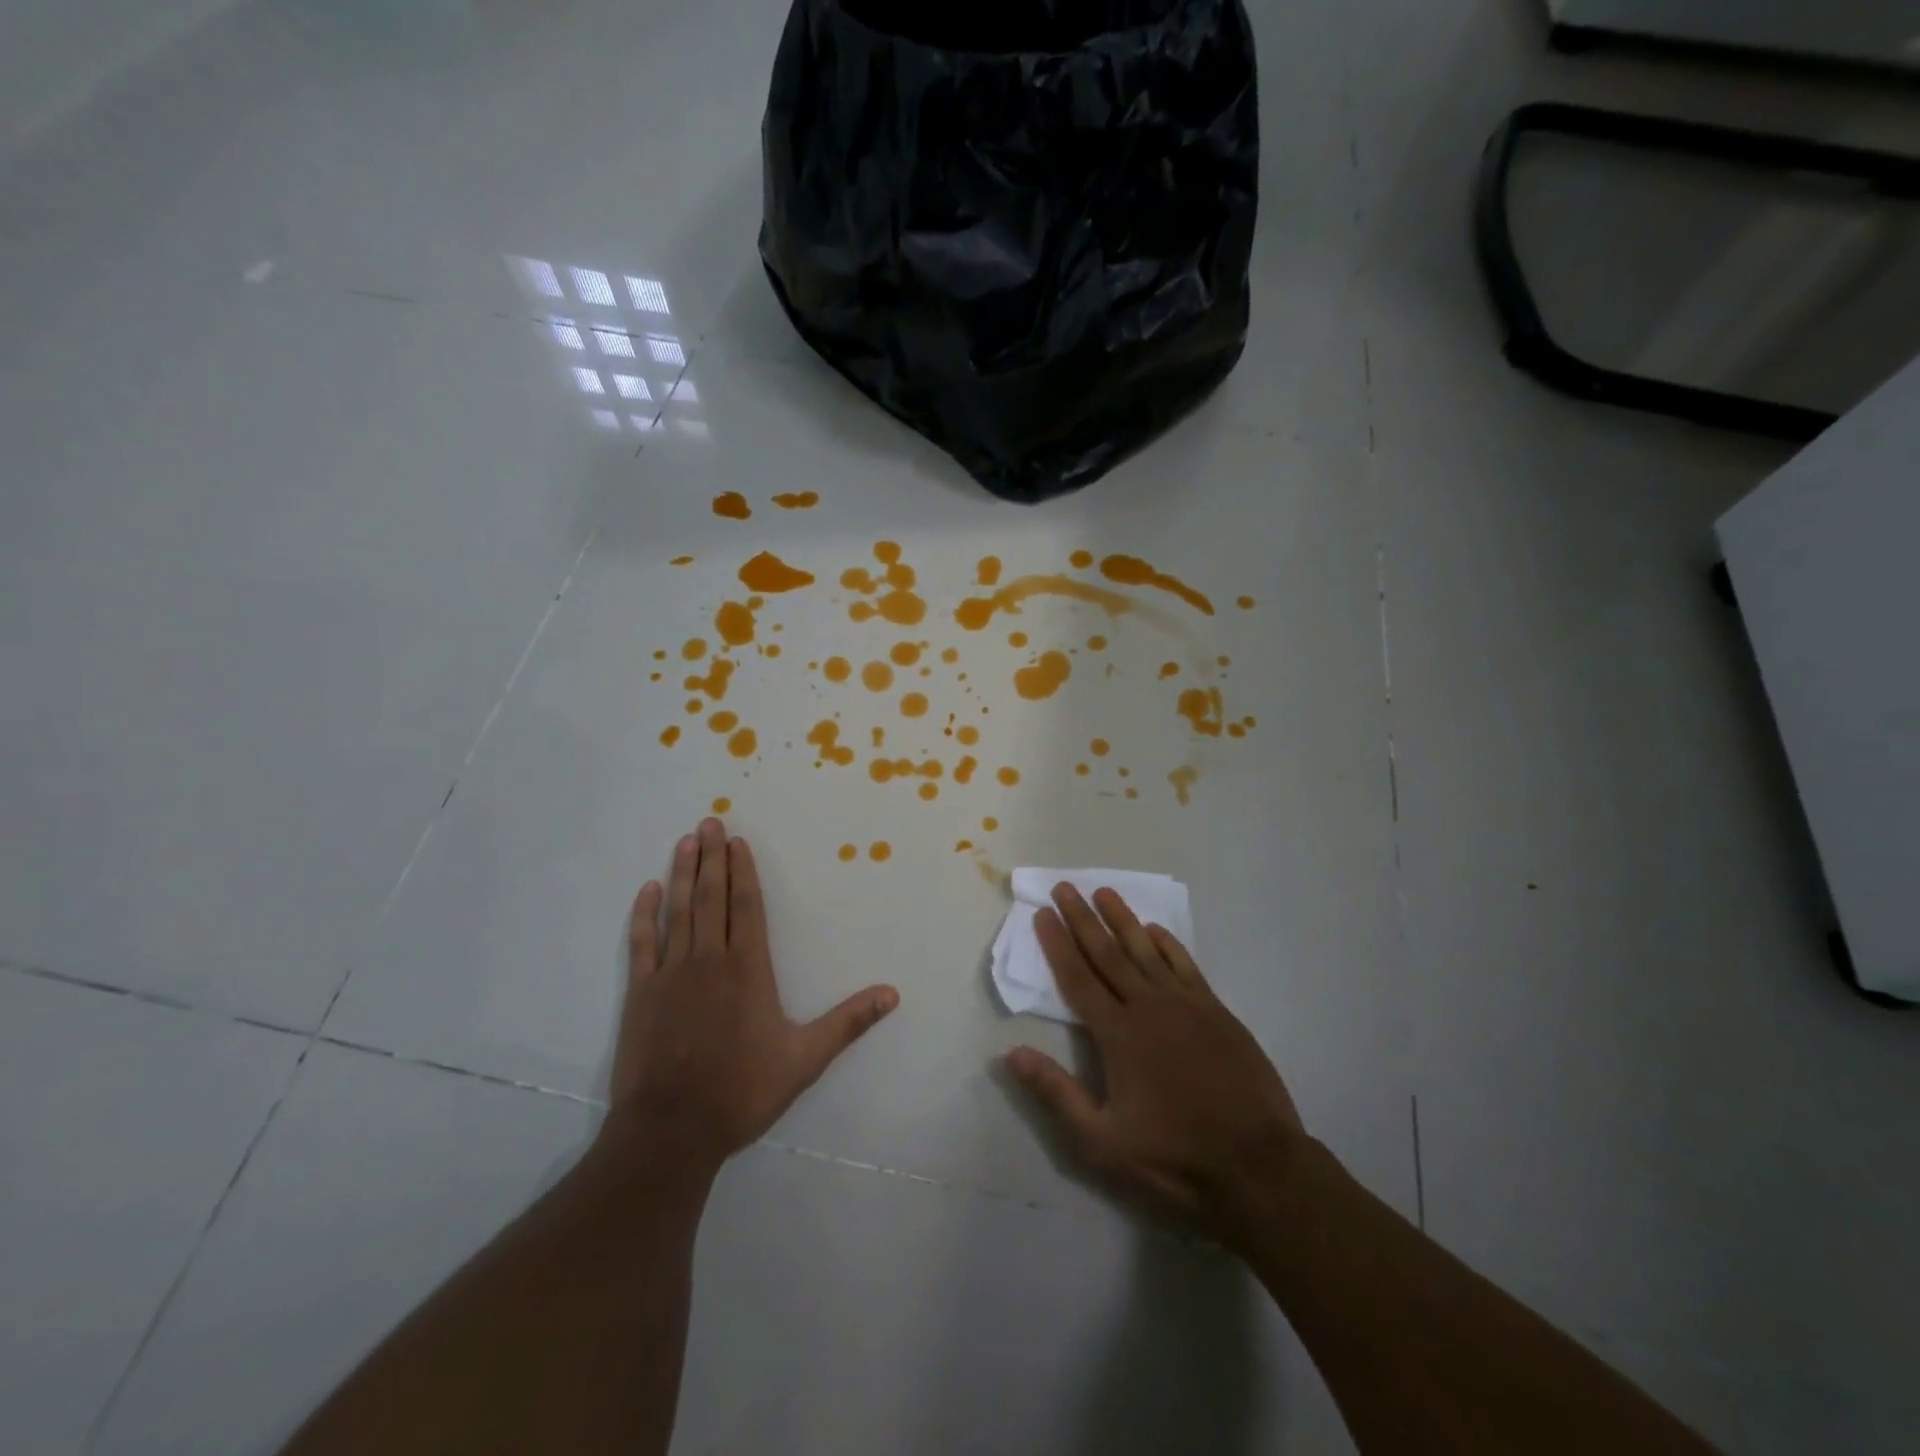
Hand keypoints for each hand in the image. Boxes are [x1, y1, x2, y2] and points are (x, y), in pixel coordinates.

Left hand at [607, 817, 898, 1169]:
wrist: (671, 1129)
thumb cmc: (742, 1090)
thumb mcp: (805, 1059)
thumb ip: (848, 1022)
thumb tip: (893, 993)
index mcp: (748, 969)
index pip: (746, 906)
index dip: (743, 871)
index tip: (736, 841)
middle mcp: (709, 959)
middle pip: (712, 897)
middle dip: (712, 858)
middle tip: (708, 821)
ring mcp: (671, 973)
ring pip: (678, 911)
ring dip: (682, 874)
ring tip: (685, 841)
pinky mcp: (641, 993)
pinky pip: (642, 943)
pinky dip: (644, 915)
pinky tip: (647, 890)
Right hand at [1004, 884, 1305, 1245]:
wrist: (1257, 1166)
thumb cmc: (1173, 1158)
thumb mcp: (1101, 1142)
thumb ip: (1056, 1093)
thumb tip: (1010, 1053)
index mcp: (1117, 1034)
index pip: (1078, 978)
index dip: (1057, 944)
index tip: (1042, 914)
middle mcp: (1148, 1007)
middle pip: (1107, 953)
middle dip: (1082, 919)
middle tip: (1064, 887)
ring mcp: (1186, 1005)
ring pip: (1146, 950)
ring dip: (1122, 919)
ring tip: (1104, 891)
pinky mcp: (1216, 1012)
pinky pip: (1185, 965)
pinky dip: (1167, 944)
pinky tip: (1154, 929)